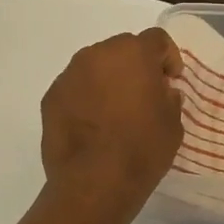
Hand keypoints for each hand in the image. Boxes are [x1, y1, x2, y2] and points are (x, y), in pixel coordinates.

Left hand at [40, 27, 183, 223]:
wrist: (94, 183)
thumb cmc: (142, 149)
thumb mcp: (173, 123)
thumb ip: (169, 98)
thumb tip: (161, 91)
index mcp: (133, 53)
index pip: (156, 39)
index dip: (168, 57)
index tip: (171, 80)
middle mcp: (98, 54)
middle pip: (122, 49)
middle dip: (135, 66)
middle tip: (144, 94)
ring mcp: (69, 75)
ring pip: (95, 67)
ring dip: (108, 80)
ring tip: (116, 111)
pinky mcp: (50, 97)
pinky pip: (75, 88)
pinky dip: (86, 98)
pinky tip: (93, 124)